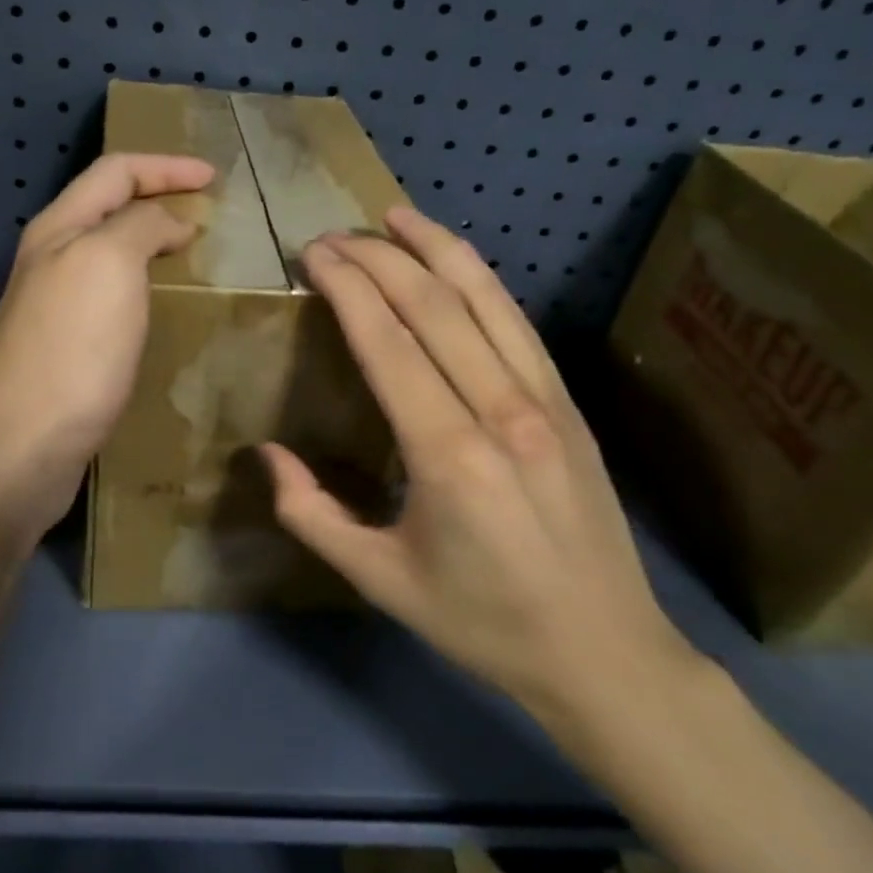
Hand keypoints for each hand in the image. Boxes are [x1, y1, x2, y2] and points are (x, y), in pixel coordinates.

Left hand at [0, 152, 213, 535]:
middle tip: (207, 214)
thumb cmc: (71, 349)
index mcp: (58, 229)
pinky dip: (144, 290)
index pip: (115, 172)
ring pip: (109, 256)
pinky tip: (164, 310)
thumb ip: (140, 227)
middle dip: (157, 200)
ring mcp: (54, 307)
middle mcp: (50, 260)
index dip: (166, 167)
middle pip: (108, 210)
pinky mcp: (65, 350)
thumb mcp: (108, 265)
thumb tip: (168, 221)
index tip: (214, 178)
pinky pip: (112, 299)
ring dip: (151, 246)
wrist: (21, 448)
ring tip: (194, 256)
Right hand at [259, 207, 700, 734]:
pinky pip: (518, 323)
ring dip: (436, 249)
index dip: (348, 288)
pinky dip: (481, 281)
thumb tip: (266, 455)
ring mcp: (544, 401)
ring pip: (485, 300)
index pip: (389, 343)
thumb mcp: (379, 581)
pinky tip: (455, 262)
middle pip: (433, 306)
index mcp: (448, 456)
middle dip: (378, 259)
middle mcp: (501, 412)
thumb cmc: (483, 623)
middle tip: (333, 237)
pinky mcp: (568, 405)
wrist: (605, 654)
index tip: (314, 255)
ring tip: (394, 217)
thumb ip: (312, 515)